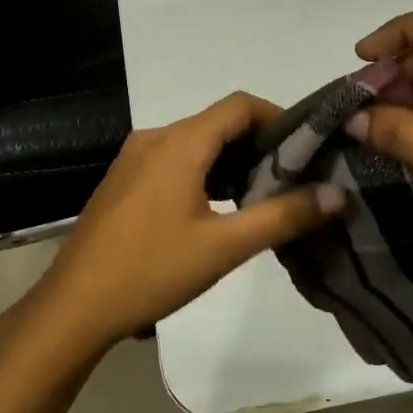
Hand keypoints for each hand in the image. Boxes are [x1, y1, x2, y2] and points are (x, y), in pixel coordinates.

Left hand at [27, 93, 344, 351]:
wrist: (74, 307)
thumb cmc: (151, 270)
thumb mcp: (224, 247)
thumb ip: (283, 216)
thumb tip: (337, 195)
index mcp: (179, 142)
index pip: (240, 105)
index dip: (279, 118)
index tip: (307, 149)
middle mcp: (155, 138)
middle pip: (219, 123)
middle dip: (259, 144)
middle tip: (293, 179)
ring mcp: (134, 158)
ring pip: (197, 143)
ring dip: (232, 161)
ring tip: (263, 197)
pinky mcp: (125, 180)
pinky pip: (175, 160)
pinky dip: (205, 173)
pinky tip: (219, 209)